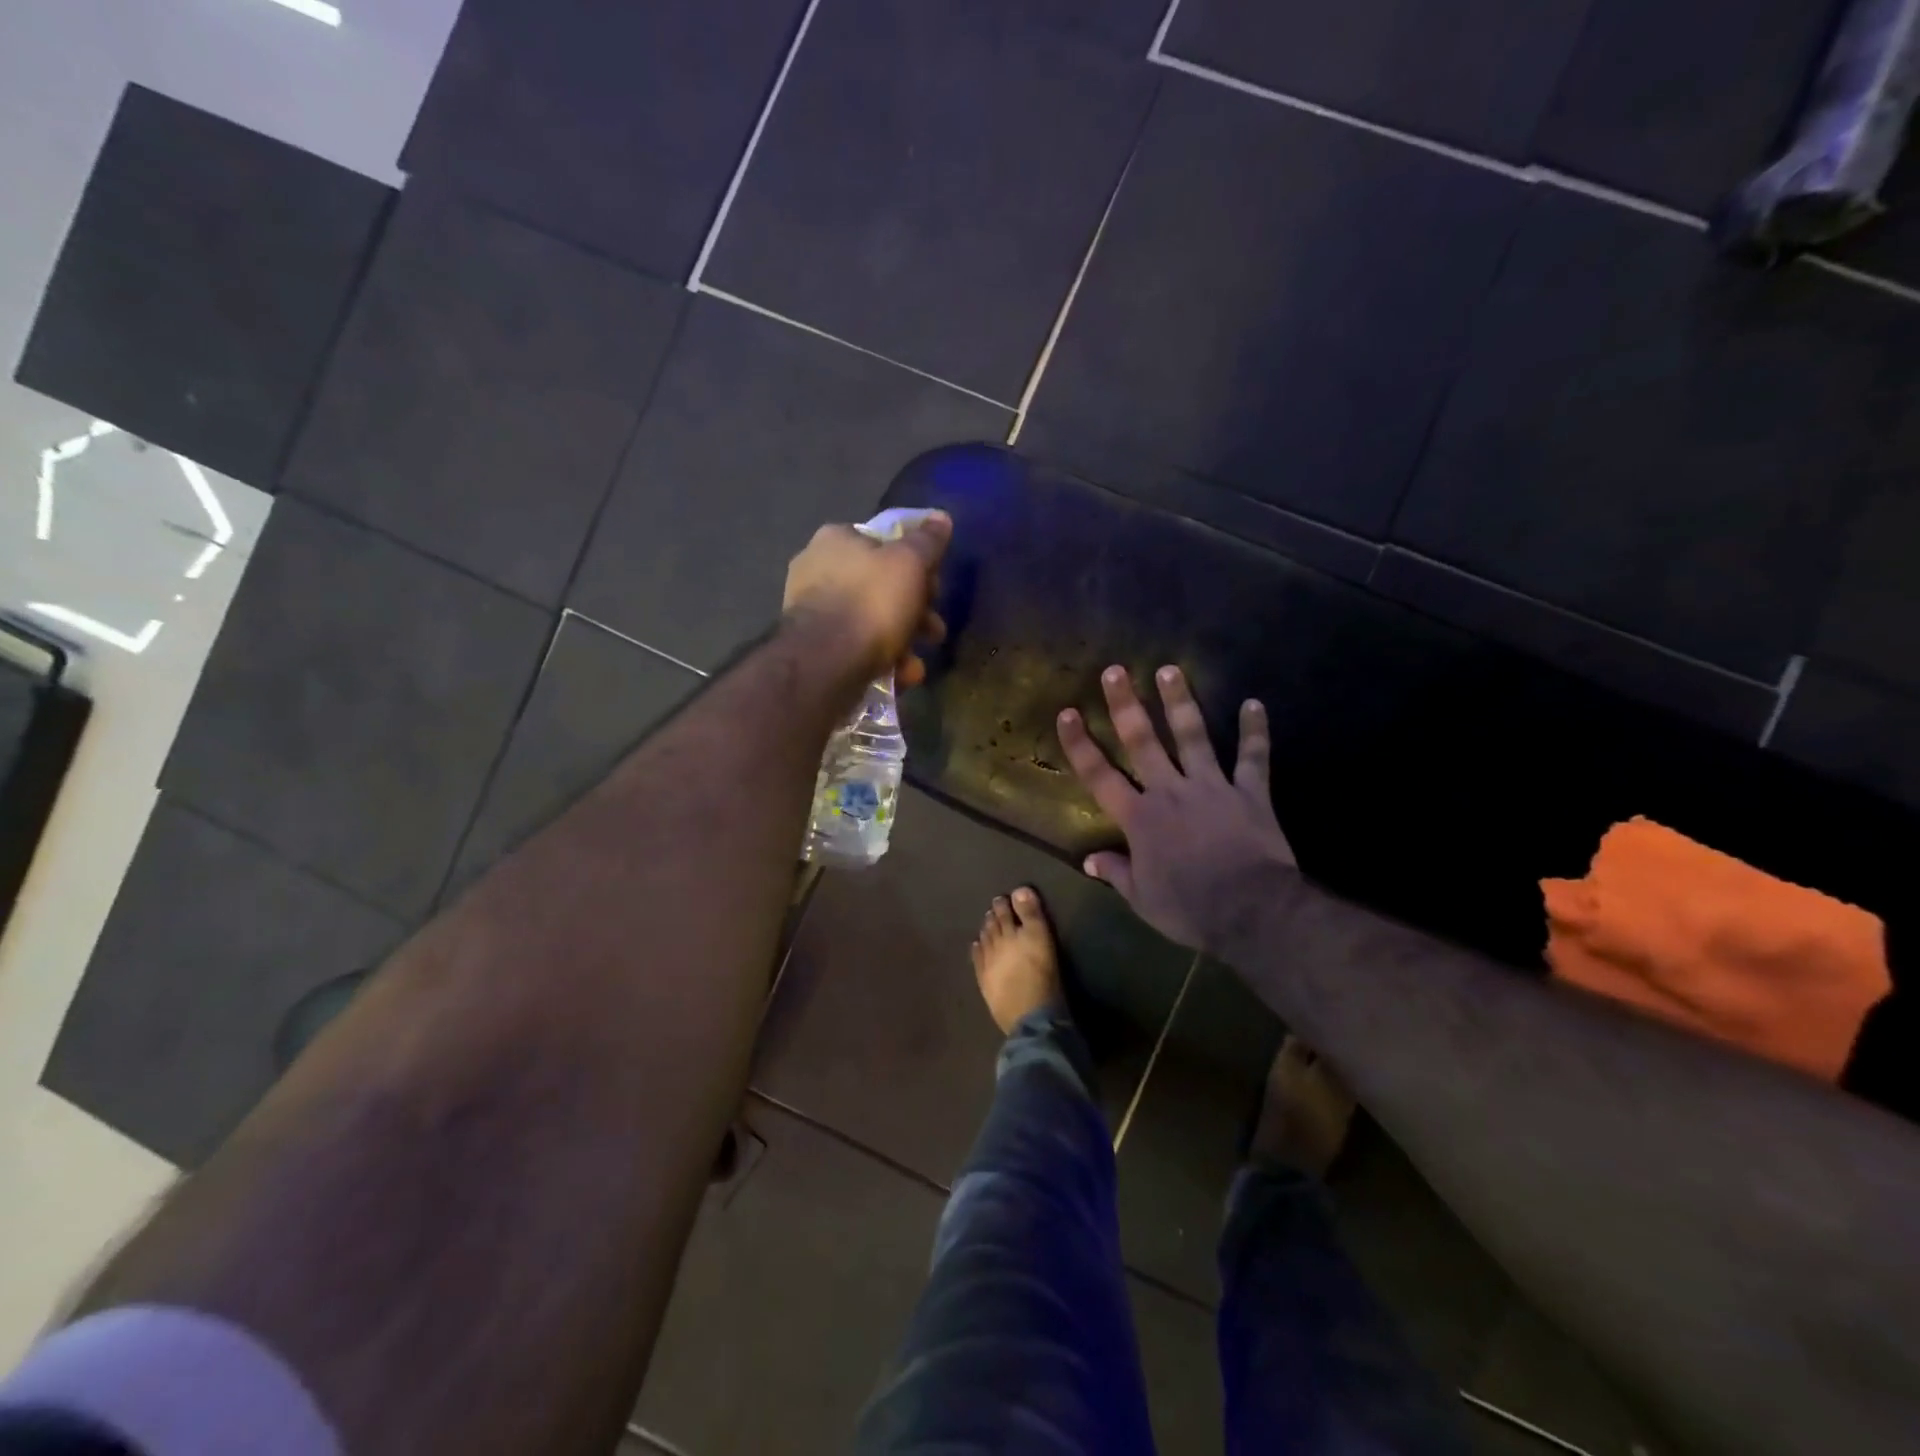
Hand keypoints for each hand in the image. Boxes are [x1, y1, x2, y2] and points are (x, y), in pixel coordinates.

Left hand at [783, 513, 950, 685]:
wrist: (826, 662)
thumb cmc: (871, 601)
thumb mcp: (910, 564)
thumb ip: (928, 541)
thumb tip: (941, 518)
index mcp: (836, 539)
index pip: (883, 543)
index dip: (916, 564)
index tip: (935, 587)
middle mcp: (817, 569)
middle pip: (880, 585)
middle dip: (914, 610)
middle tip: (933, 630)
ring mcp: (811, 611)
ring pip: (870, 620)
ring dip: (902, 641)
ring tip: (917, 663)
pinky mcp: (813, 647)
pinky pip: (855, 647)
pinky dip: (880, 659)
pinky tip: (899, 675)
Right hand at [1057, 664, 1296, 954]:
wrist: (1251, 910)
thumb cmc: (1190, 907)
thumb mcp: (1143, 898)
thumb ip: (1117, 872)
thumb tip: (1089, 860)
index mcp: (1140, 818)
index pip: (1100, 775)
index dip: (1081, 744)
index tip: (1068, 713)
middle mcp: (1170, 791)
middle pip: (1143, 742)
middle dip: (1126, 705)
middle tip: (1116, 671)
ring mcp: (1212, 787)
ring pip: (1193, 736)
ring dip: (1180, 702)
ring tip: (1170, 669)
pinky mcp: (1249, 793)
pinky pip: (1253, 758)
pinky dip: (1255, 732)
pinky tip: (1254, 704)